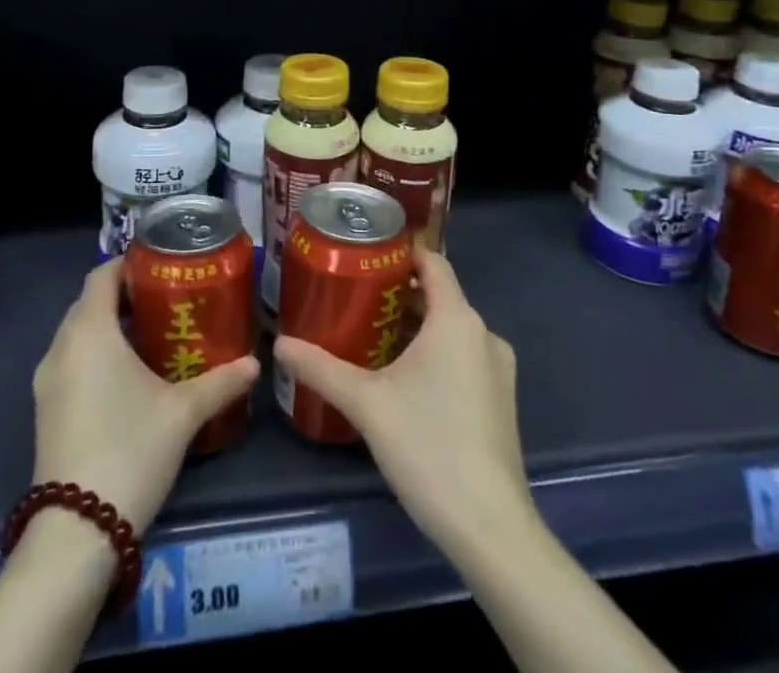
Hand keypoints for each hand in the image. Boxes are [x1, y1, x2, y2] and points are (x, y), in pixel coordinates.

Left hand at [31, 258, 258, 533]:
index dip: (128, 264)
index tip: (161, 267)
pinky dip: (94, 354)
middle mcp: (61, 346)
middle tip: (165, 301)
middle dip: (123, 295)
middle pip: (89, 302)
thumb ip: (220, 382)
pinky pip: (70, 362)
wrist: (76, 533)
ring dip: (107, 327)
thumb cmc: (130, 451)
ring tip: (150, 336)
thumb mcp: (182, 413)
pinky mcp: (44, 410)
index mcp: (89, 331)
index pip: (101, 274)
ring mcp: (47, 381)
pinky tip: (126, 377)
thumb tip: (255, 363)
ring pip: (78, 334)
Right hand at [273, 248, 533, 558]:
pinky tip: (403, 377)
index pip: (433, 262)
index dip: (401, 251)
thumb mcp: (365, 402)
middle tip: (354, 296)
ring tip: (370, 334)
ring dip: (415, 326)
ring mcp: (497, 370)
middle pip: (439, 296)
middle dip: (398, 293)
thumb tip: (278, 344)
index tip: (365, 253)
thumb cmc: (428, 446)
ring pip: (451, 329)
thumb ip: (320, 368)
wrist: (490, 528)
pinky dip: (435, 353)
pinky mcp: (501, 401)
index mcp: (457, 319)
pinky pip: (464, 356)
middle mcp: (484, 334)